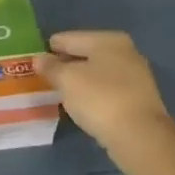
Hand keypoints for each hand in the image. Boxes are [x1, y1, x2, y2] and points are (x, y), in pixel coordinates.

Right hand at [34, 30, 174, 167]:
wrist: (139, 136)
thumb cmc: (100, 99)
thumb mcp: (67, 80)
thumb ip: (51, 67)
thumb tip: (39, 59)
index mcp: (108, 40)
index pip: (70, 38)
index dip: (50, 48)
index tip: (34, 59)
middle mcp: (125, 52)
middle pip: (86, 54)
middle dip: (66, 64)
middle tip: (44, 76)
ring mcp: (135, 76)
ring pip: (97, 73)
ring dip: (79, 80)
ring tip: (59, 91)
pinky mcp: (138, 99)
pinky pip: (107, 90)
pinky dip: (92, 94)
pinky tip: (81, 104)